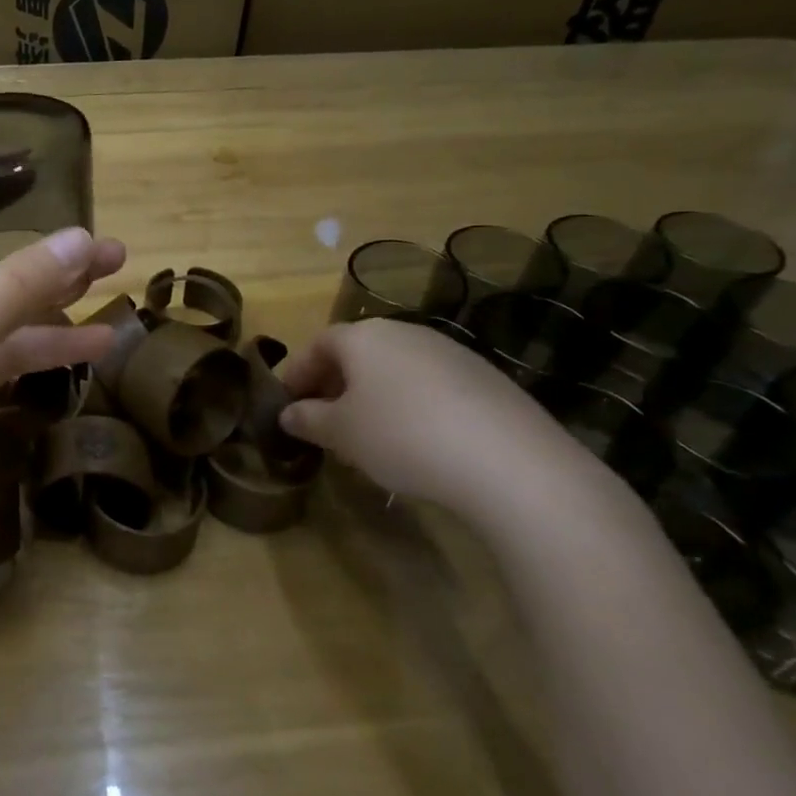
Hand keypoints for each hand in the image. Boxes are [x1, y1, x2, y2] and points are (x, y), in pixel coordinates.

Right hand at [276, 317, 574, 515]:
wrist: (510, 462)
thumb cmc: (401, 436)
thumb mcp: (340, 433)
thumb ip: (308, 419)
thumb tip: (288, 414)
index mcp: (364, 336)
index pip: (317, 345)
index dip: (296, 374)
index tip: (285, 405)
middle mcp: (406, 333)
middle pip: (357, 353)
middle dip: (333, 385)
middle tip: (321, 421)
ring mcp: (451, 353)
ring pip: (394, 370)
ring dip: (371, 396)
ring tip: (366, 436)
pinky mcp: (486, 379)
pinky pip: (430, 386)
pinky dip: (411, 406)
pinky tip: (415, 442)